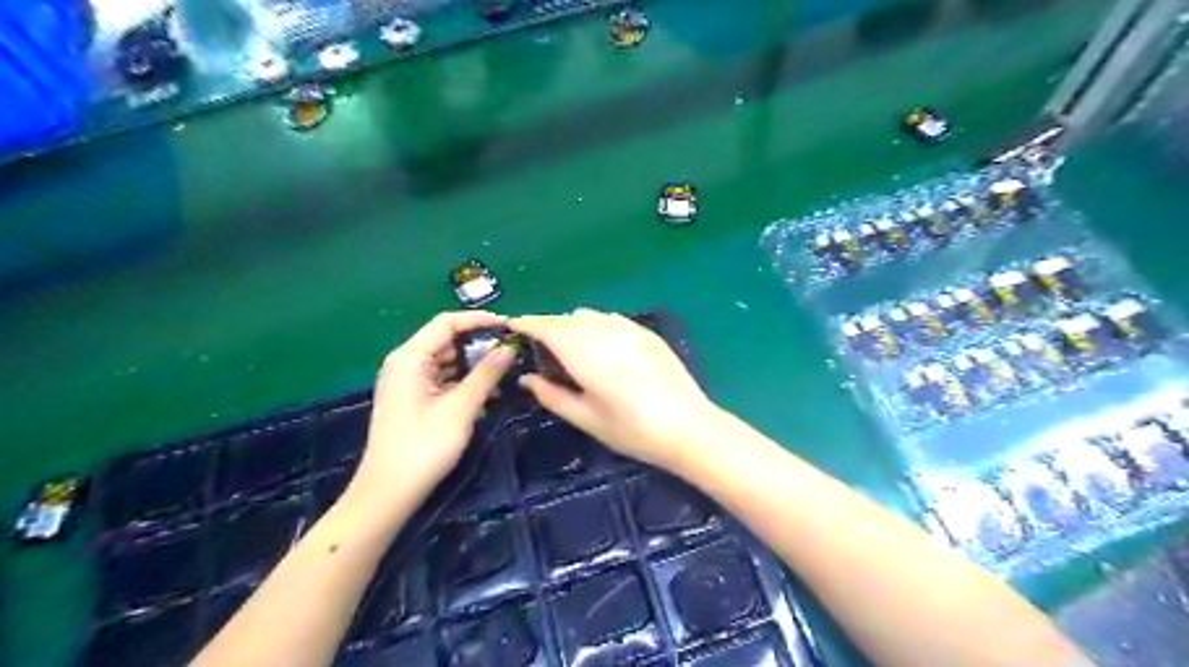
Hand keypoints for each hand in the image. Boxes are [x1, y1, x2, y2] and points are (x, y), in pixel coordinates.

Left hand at [351, 311, 520, 508]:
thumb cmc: (423, 446)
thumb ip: (486, 375)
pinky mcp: (415, 400)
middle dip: (480, 344)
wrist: (389, 492)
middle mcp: (406, 363)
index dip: (479, 320)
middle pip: (447, 341)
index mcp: (410, 358)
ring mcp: (409, 382)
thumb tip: (509, 349)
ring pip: (448, 362)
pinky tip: (489, 396)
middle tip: (513, 352)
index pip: (447, 323)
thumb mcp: (460, 408)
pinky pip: (444, 380)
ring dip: (475, 366)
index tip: (509, 326)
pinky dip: (465, 383)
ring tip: (507, 373)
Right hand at [509, 307, 713, 469]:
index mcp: (584, 353)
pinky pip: (611, 319)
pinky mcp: (646, 333)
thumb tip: (527, 378)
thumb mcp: (586, 419)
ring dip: (572, 325)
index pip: (547, 327)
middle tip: (540, 347)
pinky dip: (596, 326)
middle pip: (566, 319)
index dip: (527, 323)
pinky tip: (602, 346)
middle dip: (548, 326)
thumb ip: (552, 395)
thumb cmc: (632, 430)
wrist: (688, 426)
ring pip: (589, 316)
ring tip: (571, 349)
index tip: (513, 326)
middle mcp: (603, 332)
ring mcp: (628, 329)